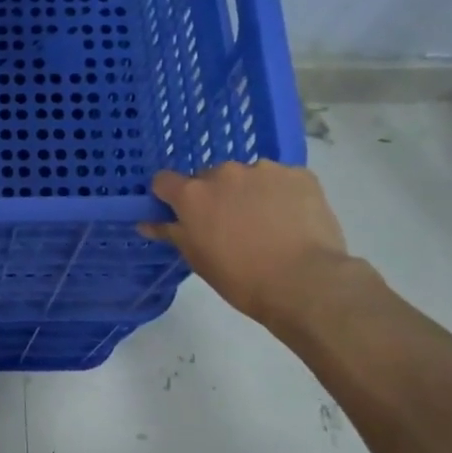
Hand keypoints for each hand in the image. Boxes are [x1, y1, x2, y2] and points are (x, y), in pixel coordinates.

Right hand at [139, 161, 357, 332]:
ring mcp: (264, 170)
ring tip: (267, 224)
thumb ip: (171, 233)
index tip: (180, 214)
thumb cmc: (241, 279)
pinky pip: (281, 179)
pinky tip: (291, 220)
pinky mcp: (299, 174)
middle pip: (209, 178)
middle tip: (230, 227)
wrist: (305, 283)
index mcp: (193, 194)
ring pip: (247, 176)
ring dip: (249, 193)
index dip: (170, 197)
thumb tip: (147, 223)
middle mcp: (224, 173)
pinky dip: (281, 194)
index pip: (164, 181)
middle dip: (215, 196)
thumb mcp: (198, 260)